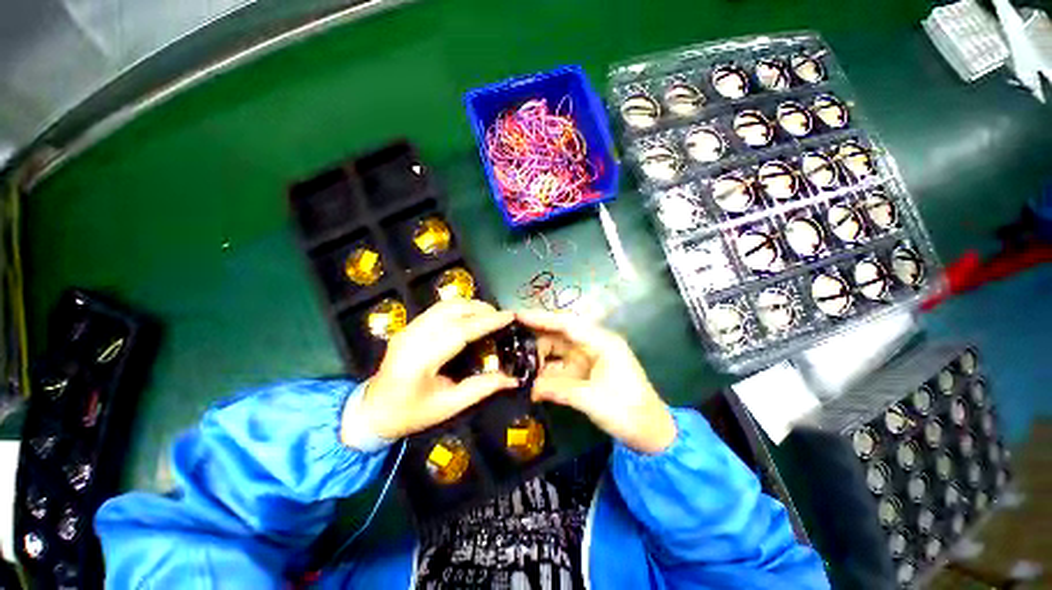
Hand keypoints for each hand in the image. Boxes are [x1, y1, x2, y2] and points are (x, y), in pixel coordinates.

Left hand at [348, 300, 517, 441]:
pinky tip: (470, 316)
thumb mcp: (448, 407)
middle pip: (451, 311)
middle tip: (502, 315)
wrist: (372, 412)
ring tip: (490, 314)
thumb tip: (512, 379)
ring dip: (470, 305)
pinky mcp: (408, 327)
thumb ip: (481, 389)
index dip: (487, 322)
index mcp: (420, 361)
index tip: (509, 316)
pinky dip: (458, 308)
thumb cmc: (410, 414)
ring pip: (444, 305)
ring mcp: (407, 329)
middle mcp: (411, 337)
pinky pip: (437, 309)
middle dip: (481, 308)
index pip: (459, 331)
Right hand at [517, 310, 675, 454]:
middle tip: (510, 342)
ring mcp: (589, 358)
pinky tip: (530, 379)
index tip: (518, 316)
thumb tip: (530, 388)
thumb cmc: (627, 411)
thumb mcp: (591, 399)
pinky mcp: (585, 372)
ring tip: (516, 363)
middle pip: (559, 335)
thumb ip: (558, 389)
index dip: (541, 318)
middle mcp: (593, 345)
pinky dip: (546, 372)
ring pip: (558, 351)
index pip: (566, 323)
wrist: (650, 433)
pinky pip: (561, 367)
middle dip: (536, 338)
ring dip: (539, 357)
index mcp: (601, 342)